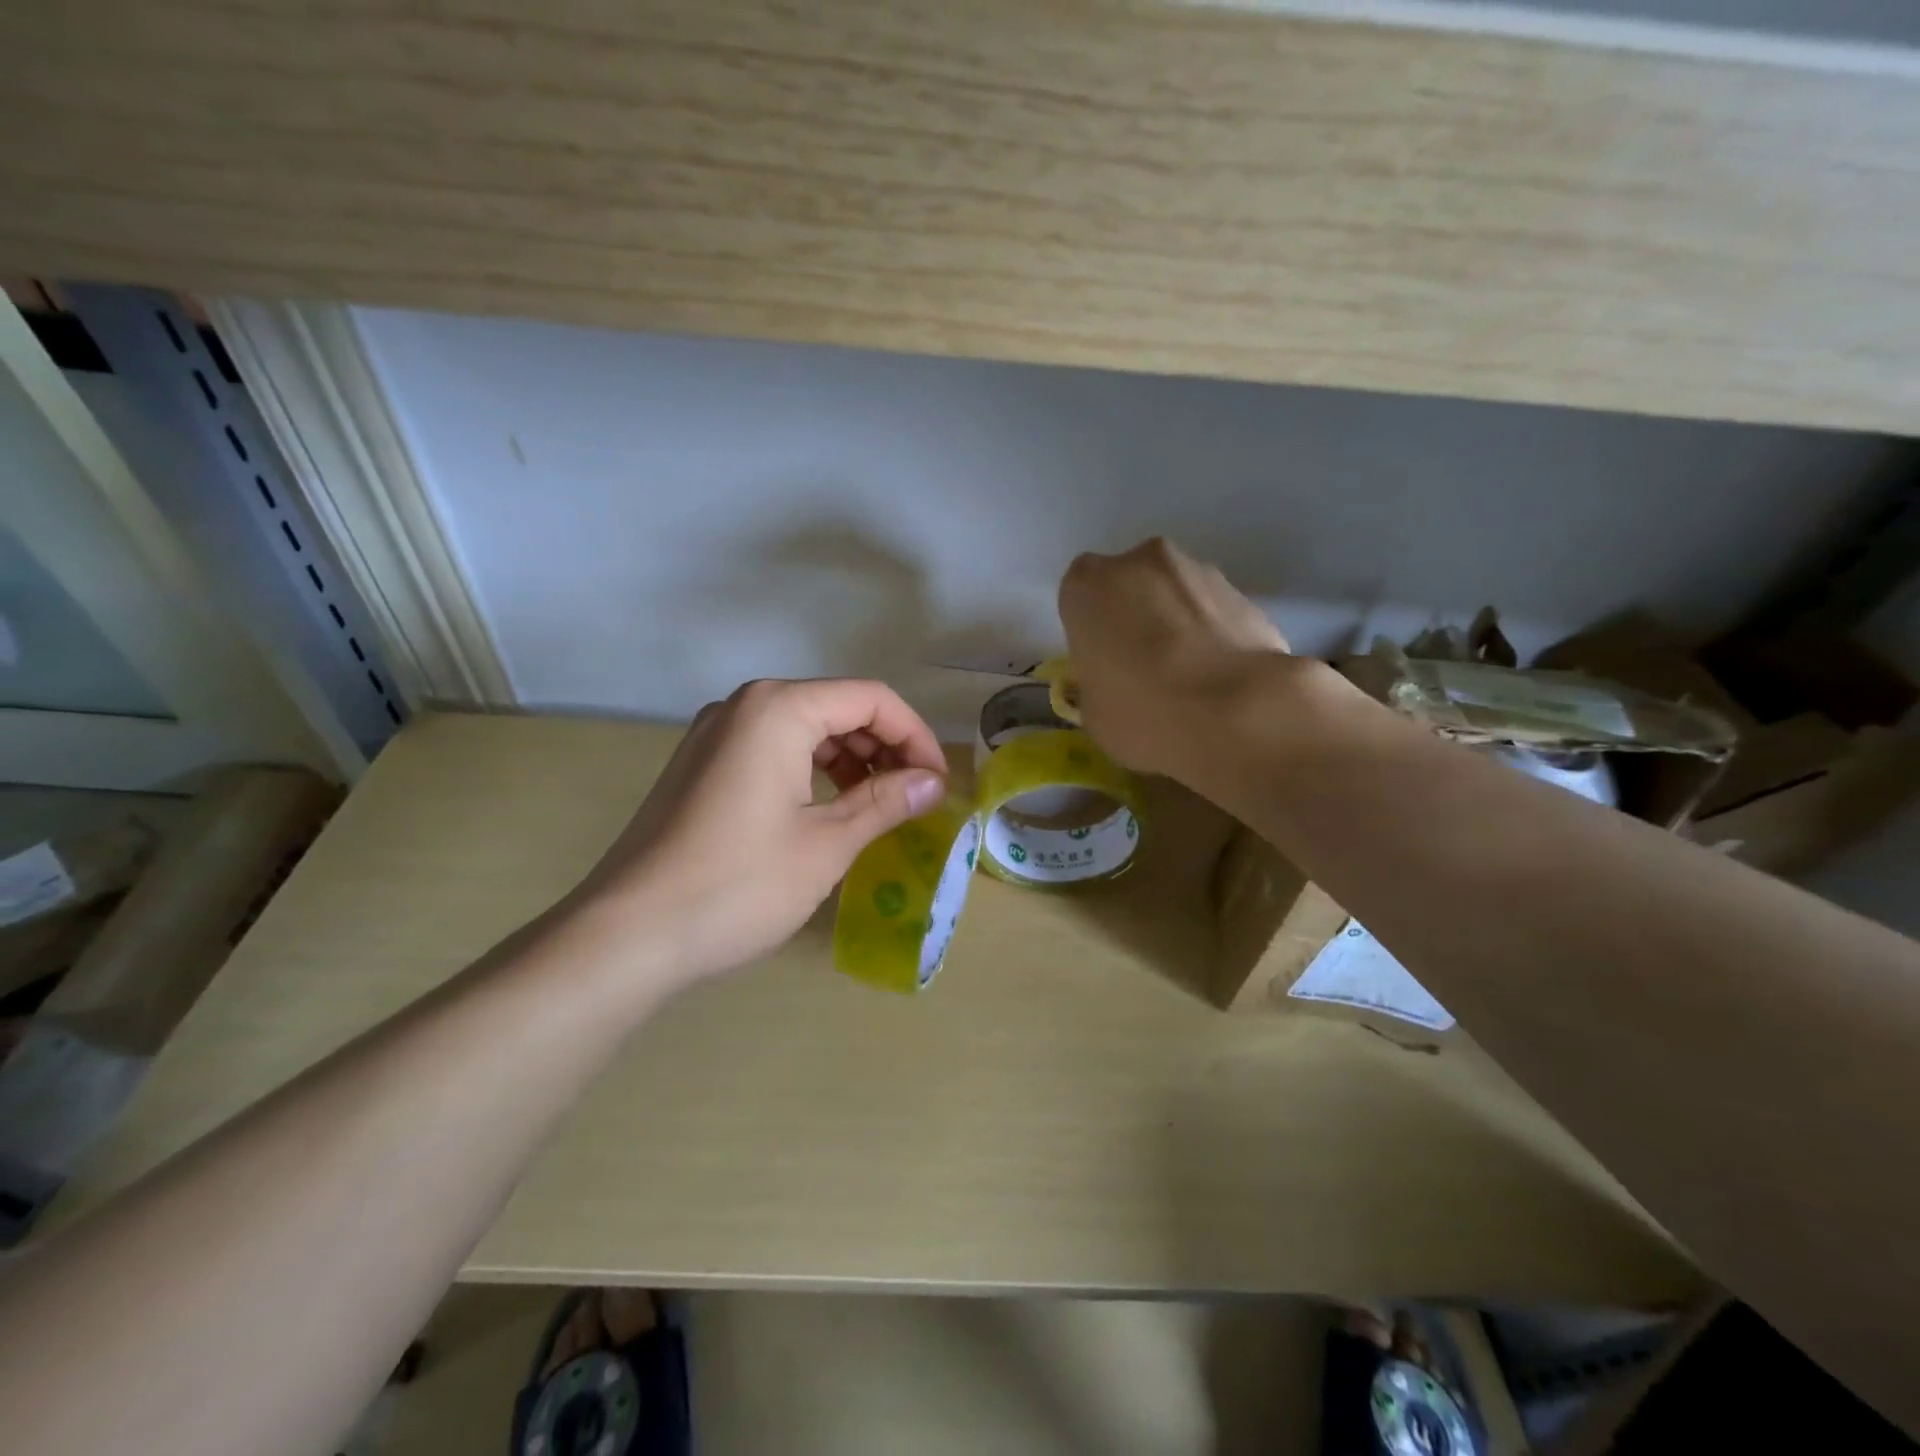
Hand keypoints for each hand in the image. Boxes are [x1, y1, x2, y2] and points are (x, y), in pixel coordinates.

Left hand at [566, 679, 947, 986]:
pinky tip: (827, 810)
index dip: (915, 736)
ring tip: (877, 805)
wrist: (628, 934)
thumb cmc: (739, 884)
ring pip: (804, 729)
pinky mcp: (700, 765)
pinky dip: (812, 772)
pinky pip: (773, 750)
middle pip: (836, 707)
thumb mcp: (827, 844)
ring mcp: (715, 733)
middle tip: (914, 797)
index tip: (938, 783)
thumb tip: (933, 783)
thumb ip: (885, 802)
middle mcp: (744, 705)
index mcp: (778, 708)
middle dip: (884, 747)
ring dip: (850, 760)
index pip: (871, 699)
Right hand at [1058, 538, 1291, 777]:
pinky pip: (1215, 613)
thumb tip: (1113, 681)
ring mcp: (1198, 571)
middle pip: (1130, 585)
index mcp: (1088, 587)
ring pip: (1176, 594)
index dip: (1091, 629)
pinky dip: (1215, 635)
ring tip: (1190, 676)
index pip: (1079, 597)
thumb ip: (1097, 681)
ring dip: (1178, 622)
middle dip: (1135, 616)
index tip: (1102, 662)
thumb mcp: (1094, 713)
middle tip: (1144, 667)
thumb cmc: (1143, 713)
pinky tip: (1222, 677)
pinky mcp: (1245, 592)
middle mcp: (1140, 562)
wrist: (1238, 715)